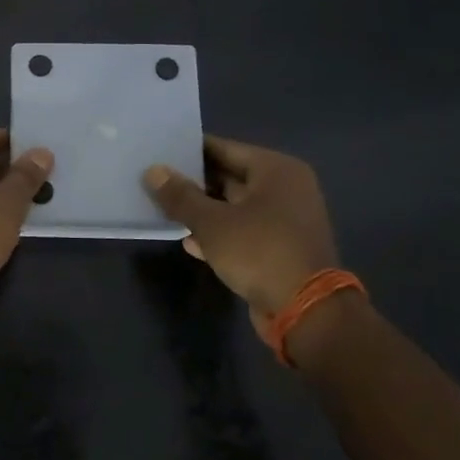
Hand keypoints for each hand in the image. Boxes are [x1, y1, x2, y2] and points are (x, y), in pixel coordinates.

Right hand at [144, 137, 338, 319]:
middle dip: (194, 183)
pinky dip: (219, 234)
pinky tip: (190, 242)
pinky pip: (243, 231)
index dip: (190, 151)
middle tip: (156, 181)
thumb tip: (153, 171)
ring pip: (234, 207)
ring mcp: (286, 220)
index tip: (160, 152)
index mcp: (276, 170)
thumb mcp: (211, 222)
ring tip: (165, 210)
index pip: (225, 148)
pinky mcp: (281, 248)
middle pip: (230, 177)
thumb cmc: (259, 252)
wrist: (306, 311)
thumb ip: (180, 196)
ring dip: (204, 211)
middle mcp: (286, 189)